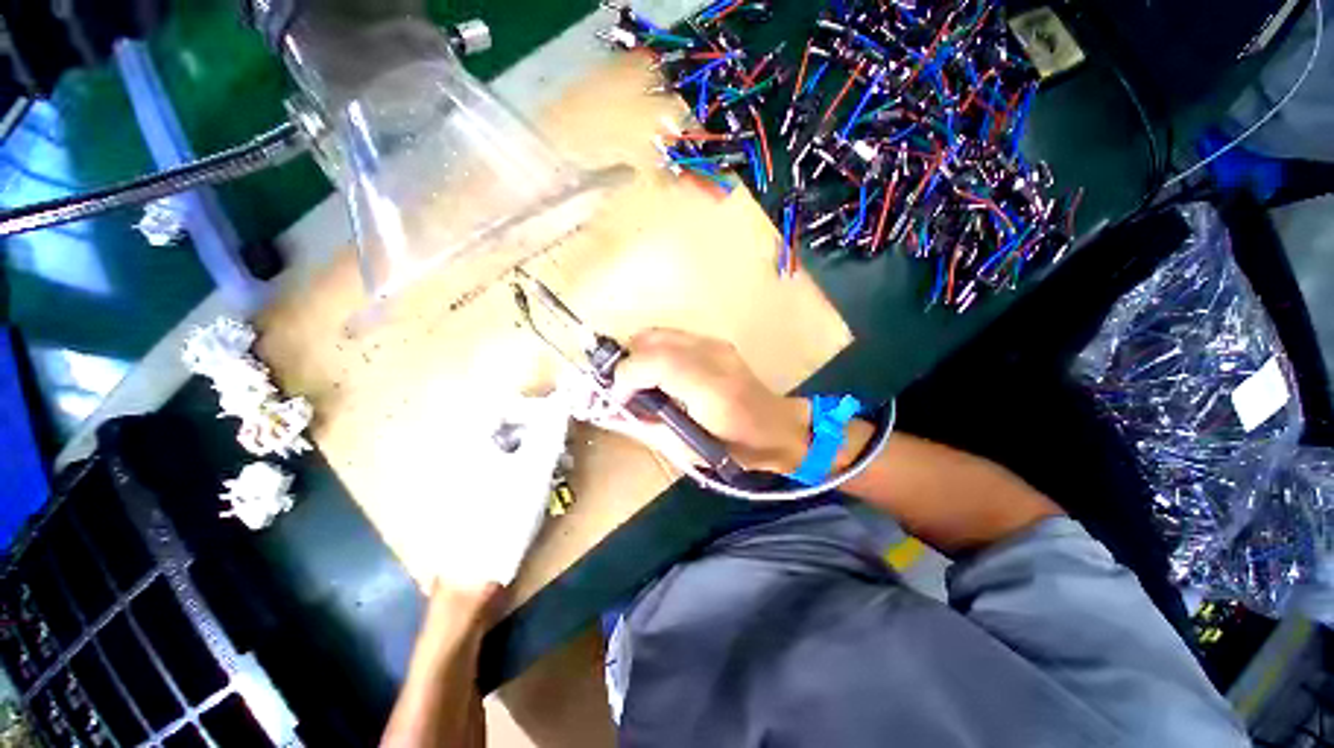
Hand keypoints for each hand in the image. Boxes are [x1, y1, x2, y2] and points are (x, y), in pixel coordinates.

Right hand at [607, 329, 809, 472]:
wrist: (777, 428)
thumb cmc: (736, 447)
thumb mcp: (689, 449)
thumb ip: (649, 426)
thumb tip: (615, 411)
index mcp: (708, 387)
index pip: (653, 362)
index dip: (625, 377)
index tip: (617, 398)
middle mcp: (711, 355)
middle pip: (651, 339)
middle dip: (627, 362)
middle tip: (625, 390)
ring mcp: (714, 343)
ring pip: (659, 332)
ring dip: (639, 353)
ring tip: (639, 381)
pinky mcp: (715, 341)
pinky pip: (672, 336)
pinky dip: (655, 350)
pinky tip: (659, 372)